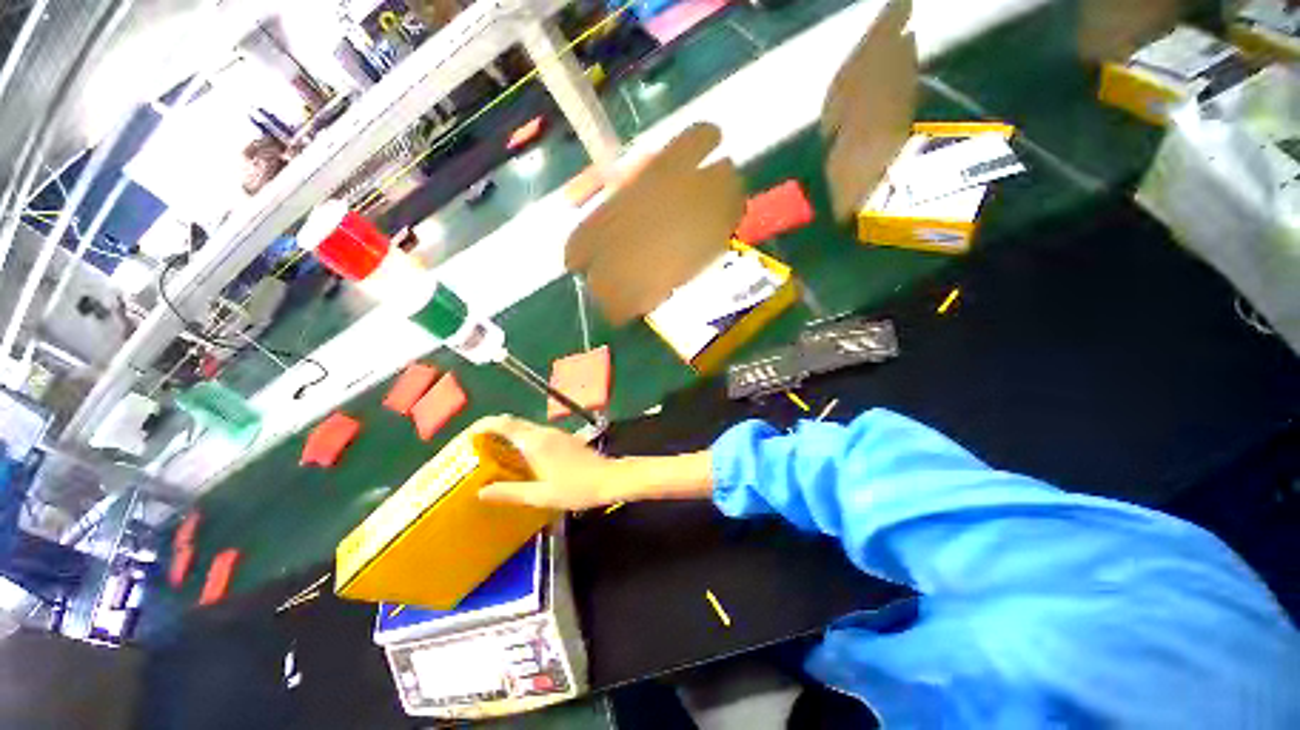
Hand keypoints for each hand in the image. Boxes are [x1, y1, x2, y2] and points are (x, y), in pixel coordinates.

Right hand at [475, 415, 619, 509]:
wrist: (610, 478)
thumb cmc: (576, 488)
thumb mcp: (541, 496)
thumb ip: (510, 492)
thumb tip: (481, 492)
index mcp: (535, 442)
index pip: (504, 423)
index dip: (483, 425)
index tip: (468, 436)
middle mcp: (544, 432)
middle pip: (513, 423)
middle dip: (492, 430)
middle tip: (476, 449)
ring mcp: (556, 433)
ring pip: (525, 428)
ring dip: (507, 435)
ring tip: (493, 455)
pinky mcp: (564, 438)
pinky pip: (536, 434)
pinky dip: (521, 440)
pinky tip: (520, 458)